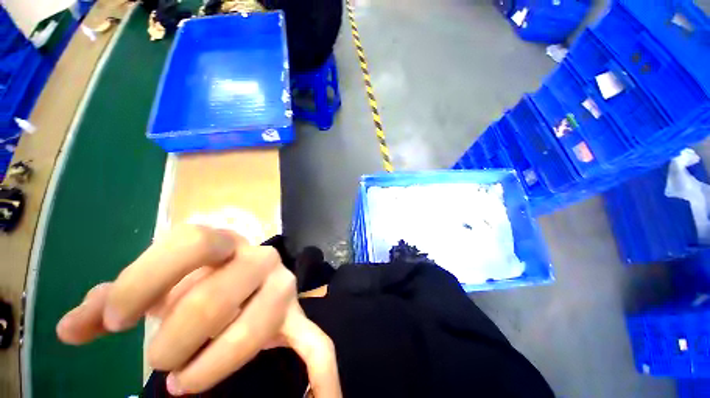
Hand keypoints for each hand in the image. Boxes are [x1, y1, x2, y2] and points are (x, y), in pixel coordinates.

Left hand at [56, 225, 340, 396]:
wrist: (241, 270)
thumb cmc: (192, 274)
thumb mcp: (154, 279)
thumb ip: (109, 300)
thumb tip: (69, 330)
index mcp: (224, 242)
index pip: (193, 243)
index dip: (145, 279)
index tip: (113, 322)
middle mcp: (262, 259)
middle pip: (219, 296)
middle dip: (176, 337)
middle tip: (157, 360)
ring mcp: (284, 290)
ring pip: (259, 327)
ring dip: (217, 364)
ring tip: (183, 382)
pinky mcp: (297, 320)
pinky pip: (318, 346)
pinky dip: (321, 377)